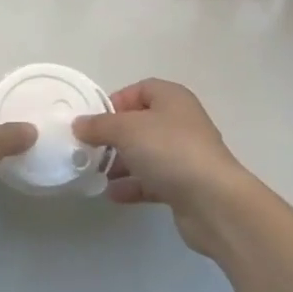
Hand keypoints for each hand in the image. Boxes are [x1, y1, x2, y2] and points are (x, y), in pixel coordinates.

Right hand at [74, 79, 254, 254]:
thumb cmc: (169, 150)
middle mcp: (180, 122)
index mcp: (172, 98)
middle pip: (140, 123)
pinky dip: (133, 185)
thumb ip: (99, 126)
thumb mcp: (127, 130)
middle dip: (114, 136)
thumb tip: (79, 124)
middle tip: (89, 150)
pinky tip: (112, 194)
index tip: (94, 121)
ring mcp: (184, 155)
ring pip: (146, 153)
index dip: (115, 102)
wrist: (213, 201)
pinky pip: (153, 180)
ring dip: (121, 163)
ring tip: (95, 174)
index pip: (140, 90)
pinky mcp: (185, 185)